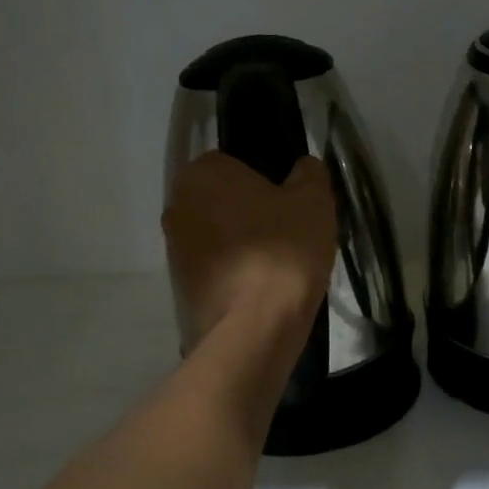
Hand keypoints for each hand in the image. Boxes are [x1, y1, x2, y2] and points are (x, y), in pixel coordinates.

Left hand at [163, 152, 336, 347]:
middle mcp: (177, 205)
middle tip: (288, 232)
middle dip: (251, 213)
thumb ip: (309, 172)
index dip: (268, 181)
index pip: (236, 164)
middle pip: (223, 200)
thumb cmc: (284, 248)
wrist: (257, 324)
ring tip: (279, 263)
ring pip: (218, 235)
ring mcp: (174, 248)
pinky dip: (236, 272)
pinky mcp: (182, 285)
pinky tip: (264, 287)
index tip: (290, 204)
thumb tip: (303, 167)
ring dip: (242, 244)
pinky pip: (216, 267)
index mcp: (202, 173)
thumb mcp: (314, 199)